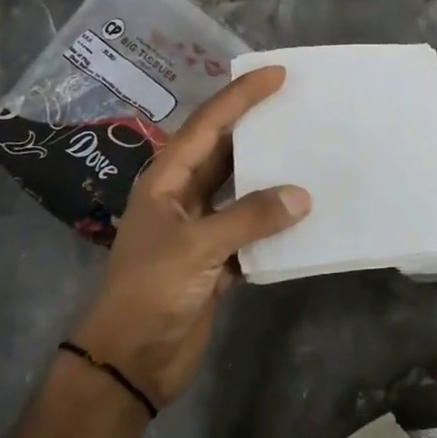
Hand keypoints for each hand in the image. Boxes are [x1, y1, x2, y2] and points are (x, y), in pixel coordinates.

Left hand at [72, 66, 308, 406]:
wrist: (129, 363)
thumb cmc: (150, 292)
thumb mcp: (197, 247)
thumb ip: (250, 217)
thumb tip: (302, 195)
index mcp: (166, 180)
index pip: (208, 125)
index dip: (241, 97)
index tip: (276, 74)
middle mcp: (182, 196)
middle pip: (224, 150)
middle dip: (257, 126)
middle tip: (297, 104)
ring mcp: (199, 228)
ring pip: (240, 188)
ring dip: (269, 173)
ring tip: (307, 149)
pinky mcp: (215, 260)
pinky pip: (251, 227)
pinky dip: (274, 220)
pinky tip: (303, 211)